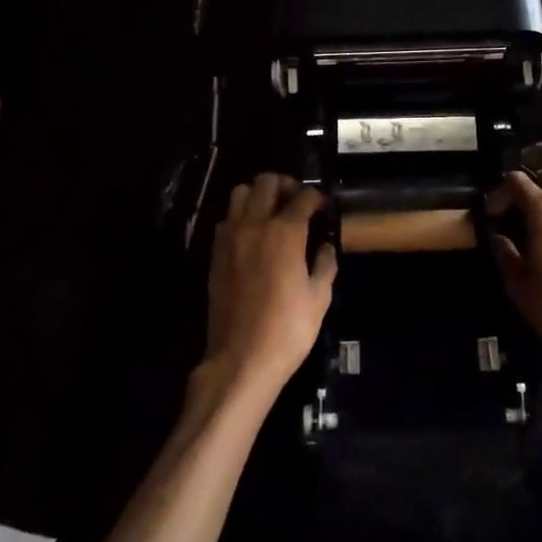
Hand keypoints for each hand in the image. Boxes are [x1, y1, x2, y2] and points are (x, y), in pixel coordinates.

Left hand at [202, 174, 336, 399]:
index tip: (323, 206)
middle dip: (285, 185)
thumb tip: (325, 245)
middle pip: (266, 182)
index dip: (317, 197)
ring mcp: (230, 237)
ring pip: (240, 193)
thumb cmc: (287, 329)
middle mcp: (255, 224)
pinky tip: (252, 236)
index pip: (303, 196)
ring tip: (271, 213)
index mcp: (285, 232)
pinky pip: (227, 218)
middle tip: (297, 202)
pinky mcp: (215, 253)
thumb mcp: (319, 297)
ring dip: (258, 195)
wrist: (240, 359)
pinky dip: (240, 216)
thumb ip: (325, 263)